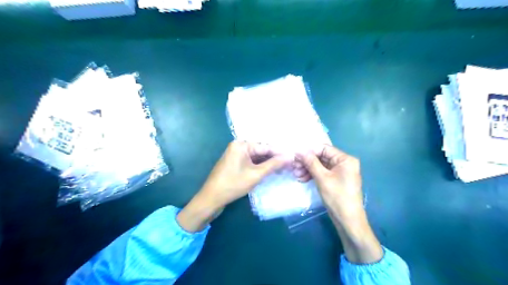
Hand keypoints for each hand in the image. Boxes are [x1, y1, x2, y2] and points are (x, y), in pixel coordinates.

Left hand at [177, 141, 289, 232]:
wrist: (211, 198)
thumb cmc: (233, 185)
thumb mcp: (256, 174)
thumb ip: (273, 164)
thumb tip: (290, 156)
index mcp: (242, 144)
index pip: (266, 146)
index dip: (281, 153)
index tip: (294, 157)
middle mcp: (239, 146)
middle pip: (262, 150)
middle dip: (275, 158)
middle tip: (291, 163)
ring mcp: (236, 154)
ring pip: (257, 157)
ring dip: (269, 163)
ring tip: (285, 167)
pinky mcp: (236, 163)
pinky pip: (251, 161)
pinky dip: (261, 166)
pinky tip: (271, 170)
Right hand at [294, 143, 365, 221]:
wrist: (348, 220)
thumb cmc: (337, 197)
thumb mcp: (322, 178)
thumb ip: (311, 162)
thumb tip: (300, 150)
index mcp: (345, 159)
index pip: (324, 149)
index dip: (309, 152)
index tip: (296, 157)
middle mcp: (344, 163)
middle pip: (321, 157)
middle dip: (307, 162)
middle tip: (295, 168)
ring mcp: (340, 172)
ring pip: (320, 166)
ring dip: (308, 169)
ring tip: (297, 175)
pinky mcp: (336, 180)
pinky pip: (323, 173)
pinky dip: (313, 175)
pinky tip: (303, 179)